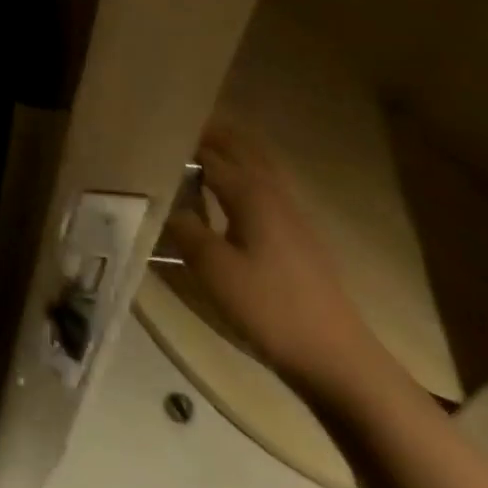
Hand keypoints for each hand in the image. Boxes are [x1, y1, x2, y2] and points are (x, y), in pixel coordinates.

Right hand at [164, 125, 385, 396]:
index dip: (180, 143)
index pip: (209, 153)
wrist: (337, 358)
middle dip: (211, 133)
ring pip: (258, 165)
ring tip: (196, 151)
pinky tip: (225, 195)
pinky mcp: (297, 236)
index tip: (150, 134)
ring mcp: (291, 214)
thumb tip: (164, 203)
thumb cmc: (270, 308)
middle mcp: (273, 192)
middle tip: (174, 129)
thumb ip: (185, 229)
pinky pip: (264, 186)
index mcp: (251, 193)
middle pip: (241, 148)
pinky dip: (242, 174)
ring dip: (230, 150)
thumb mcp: (214, 270)